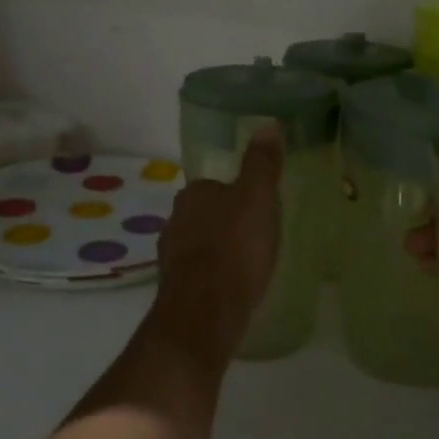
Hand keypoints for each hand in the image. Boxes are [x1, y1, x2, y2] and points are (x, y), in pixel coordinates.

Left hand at [148, 125, 283, 369]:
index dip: (240, 195)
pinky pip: (200, 272)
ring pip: (201, 243)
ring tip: (250, 264)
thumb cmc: (235, 249)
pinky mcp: (175, 288)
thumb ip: (262, 164)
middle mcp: (175, 219)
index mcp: (193, 193)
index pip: (217, 184)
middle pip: (208, 213)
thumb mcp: (258, 199)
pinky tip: (234, 288)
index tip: (261, 210)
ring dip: (220, 250)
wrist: (204, 314)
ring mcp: (171, 255)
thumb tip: (267, 125)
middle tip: (260, 236)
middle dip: (229, 222)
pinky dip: (215, 275)